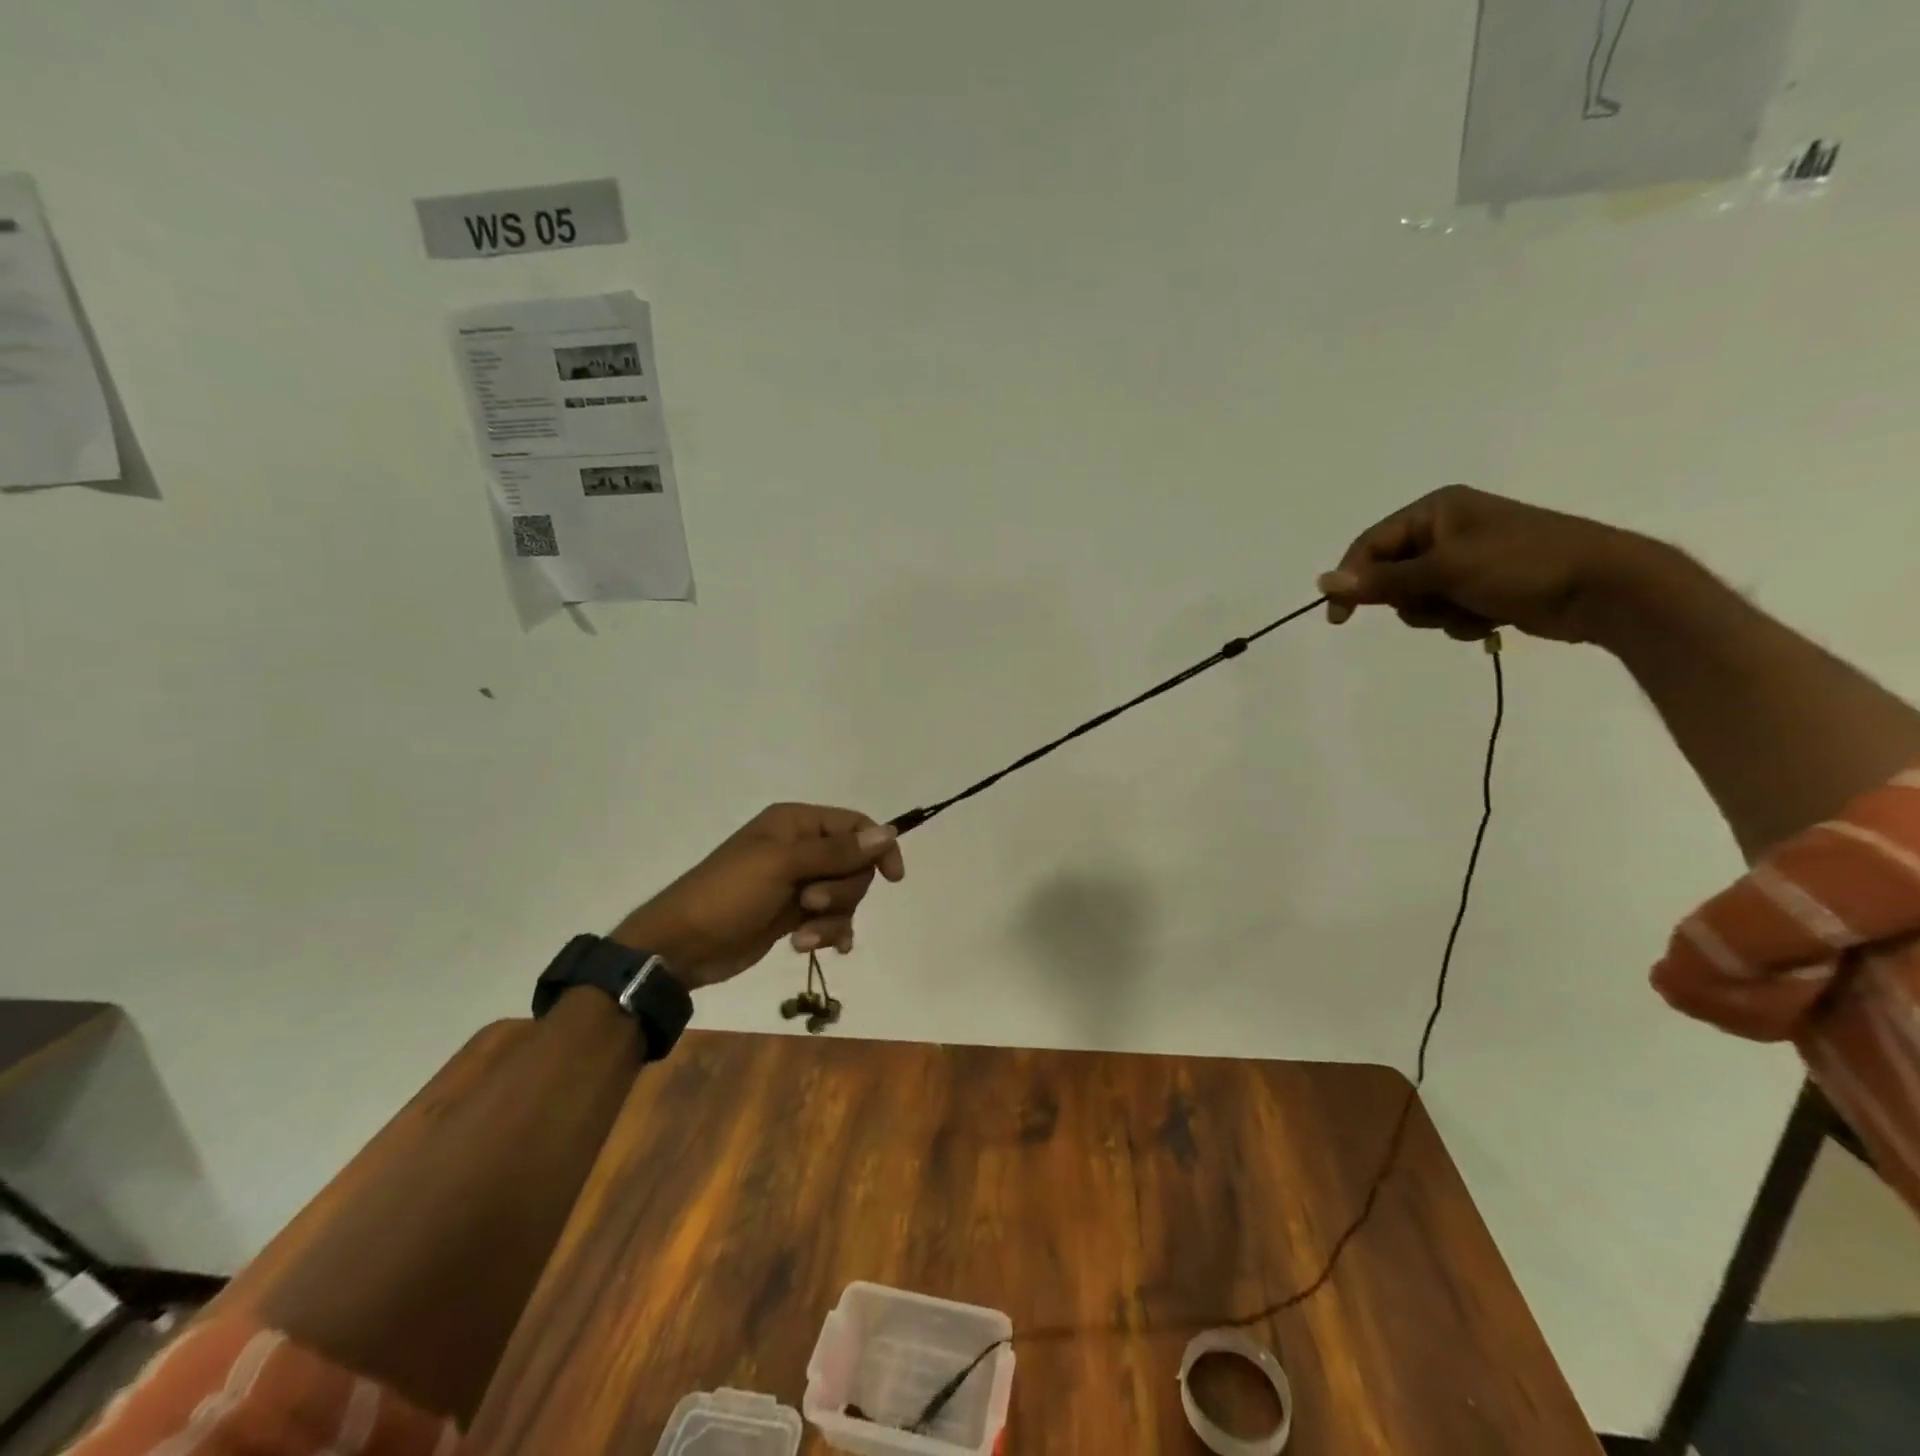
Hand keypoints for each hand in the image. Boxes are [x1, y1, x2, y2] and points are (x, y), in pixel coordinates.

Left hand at [610, 804, 905, 990]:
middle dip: (842, 890)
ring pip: (845, 895)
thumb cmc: (729, 894)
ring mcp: (798, 883)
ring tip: (803, 936)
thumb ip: (837, 851)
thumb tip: (888, 833)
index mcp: (796, 823)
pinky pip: (831, 918)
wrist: (682, 946)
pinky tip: (822, 948)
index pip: (856, 825)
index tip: (891, 877)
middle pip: (855, 864)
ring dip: (832, 918)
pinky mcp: (795, 914)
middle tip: (810, 902)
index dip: (878, 848)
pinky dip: (829, 933)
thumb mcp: (783, 866)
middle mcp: (801, 848)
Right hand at [1317, 485, 1656, 643]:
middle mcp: (1448, 529)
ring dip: (1436, 613)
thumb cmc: (1523, 566)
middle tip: (1435, 603)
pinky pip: (1445, 609)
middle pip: (1390, 574)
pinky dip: (1459, 620)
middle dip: (1409, 599)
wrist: (1608, 589)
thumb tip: (1322, 583)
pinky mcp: (1484, 586)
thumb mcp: (1444, 571)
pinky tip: (1490, 618)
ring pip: (1416, 598)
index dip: (1351, 580)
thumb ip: (1381, 581)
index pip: (1370, 545)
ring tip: (1471, 611)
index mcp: (1437, 510)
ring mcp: (1467, 559)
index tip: (1340, 618)